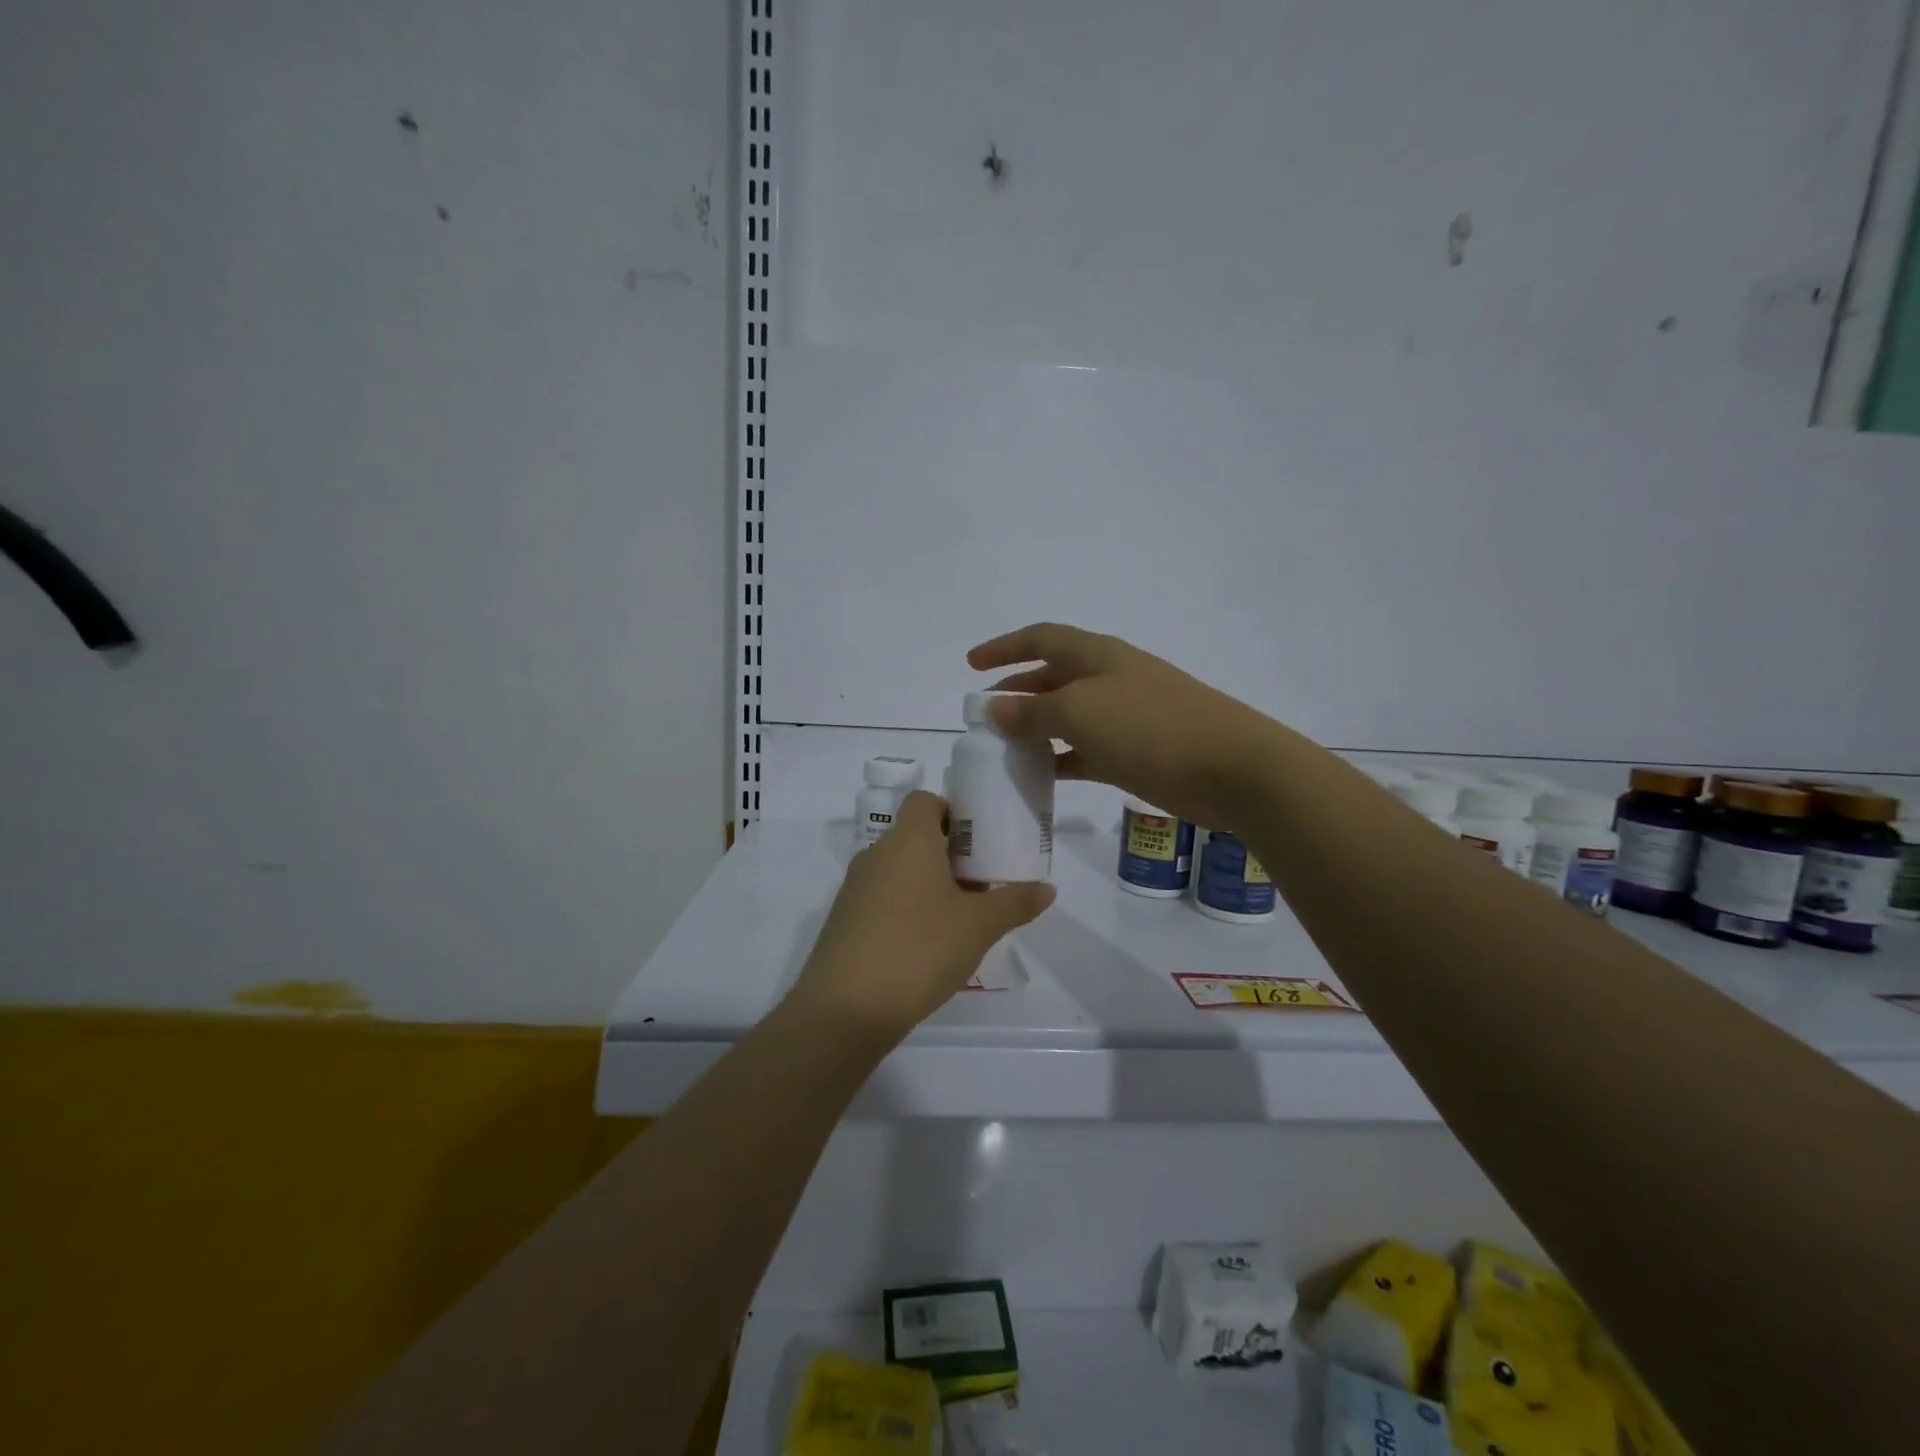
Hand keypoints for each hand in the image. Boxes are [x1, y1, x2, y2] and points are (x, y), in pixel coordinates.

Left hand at [784, 792, 1054, 1045]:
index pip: (925, 800)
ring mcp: (855, 888)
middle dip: (950, 855)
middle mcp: (876, 854)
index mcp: (908, 840)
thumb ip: (1015, 903)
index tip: (979, 841)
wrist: (846, 1008)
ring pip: (899, 870)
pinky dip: (906, 909)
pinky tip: (928, 946)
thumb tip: (1048, 889)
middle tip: (983, 882)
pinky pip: (882, 899)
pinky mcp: (844, 921)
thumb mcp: (979, 926)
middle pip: (915, 837)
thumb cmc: (919, 949)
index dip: (953, 812)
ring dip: (929, 884)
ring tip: (961, 917)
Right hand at [968, 623, 1282, 830]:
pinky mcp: (1136, 752)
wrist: (1230, 768)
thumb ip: (1032, 711)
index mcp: (1097, 655)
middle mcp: (1109, 678)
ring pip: (1068, 716)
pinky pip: (1086, 750)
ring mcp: (1125, 716)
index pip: (1041, 639)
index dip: (1004, 647)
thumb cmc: (1149, 727)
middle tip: (984, 714)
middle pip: (1053, 676)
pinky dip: (1061, 759)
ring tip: (1004, 747)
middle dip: (1017, 690)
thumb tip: (994, 707)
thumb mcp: (1080, 713)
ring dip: (1036, 728)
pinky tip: (1040, 775)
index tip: (971, 664)